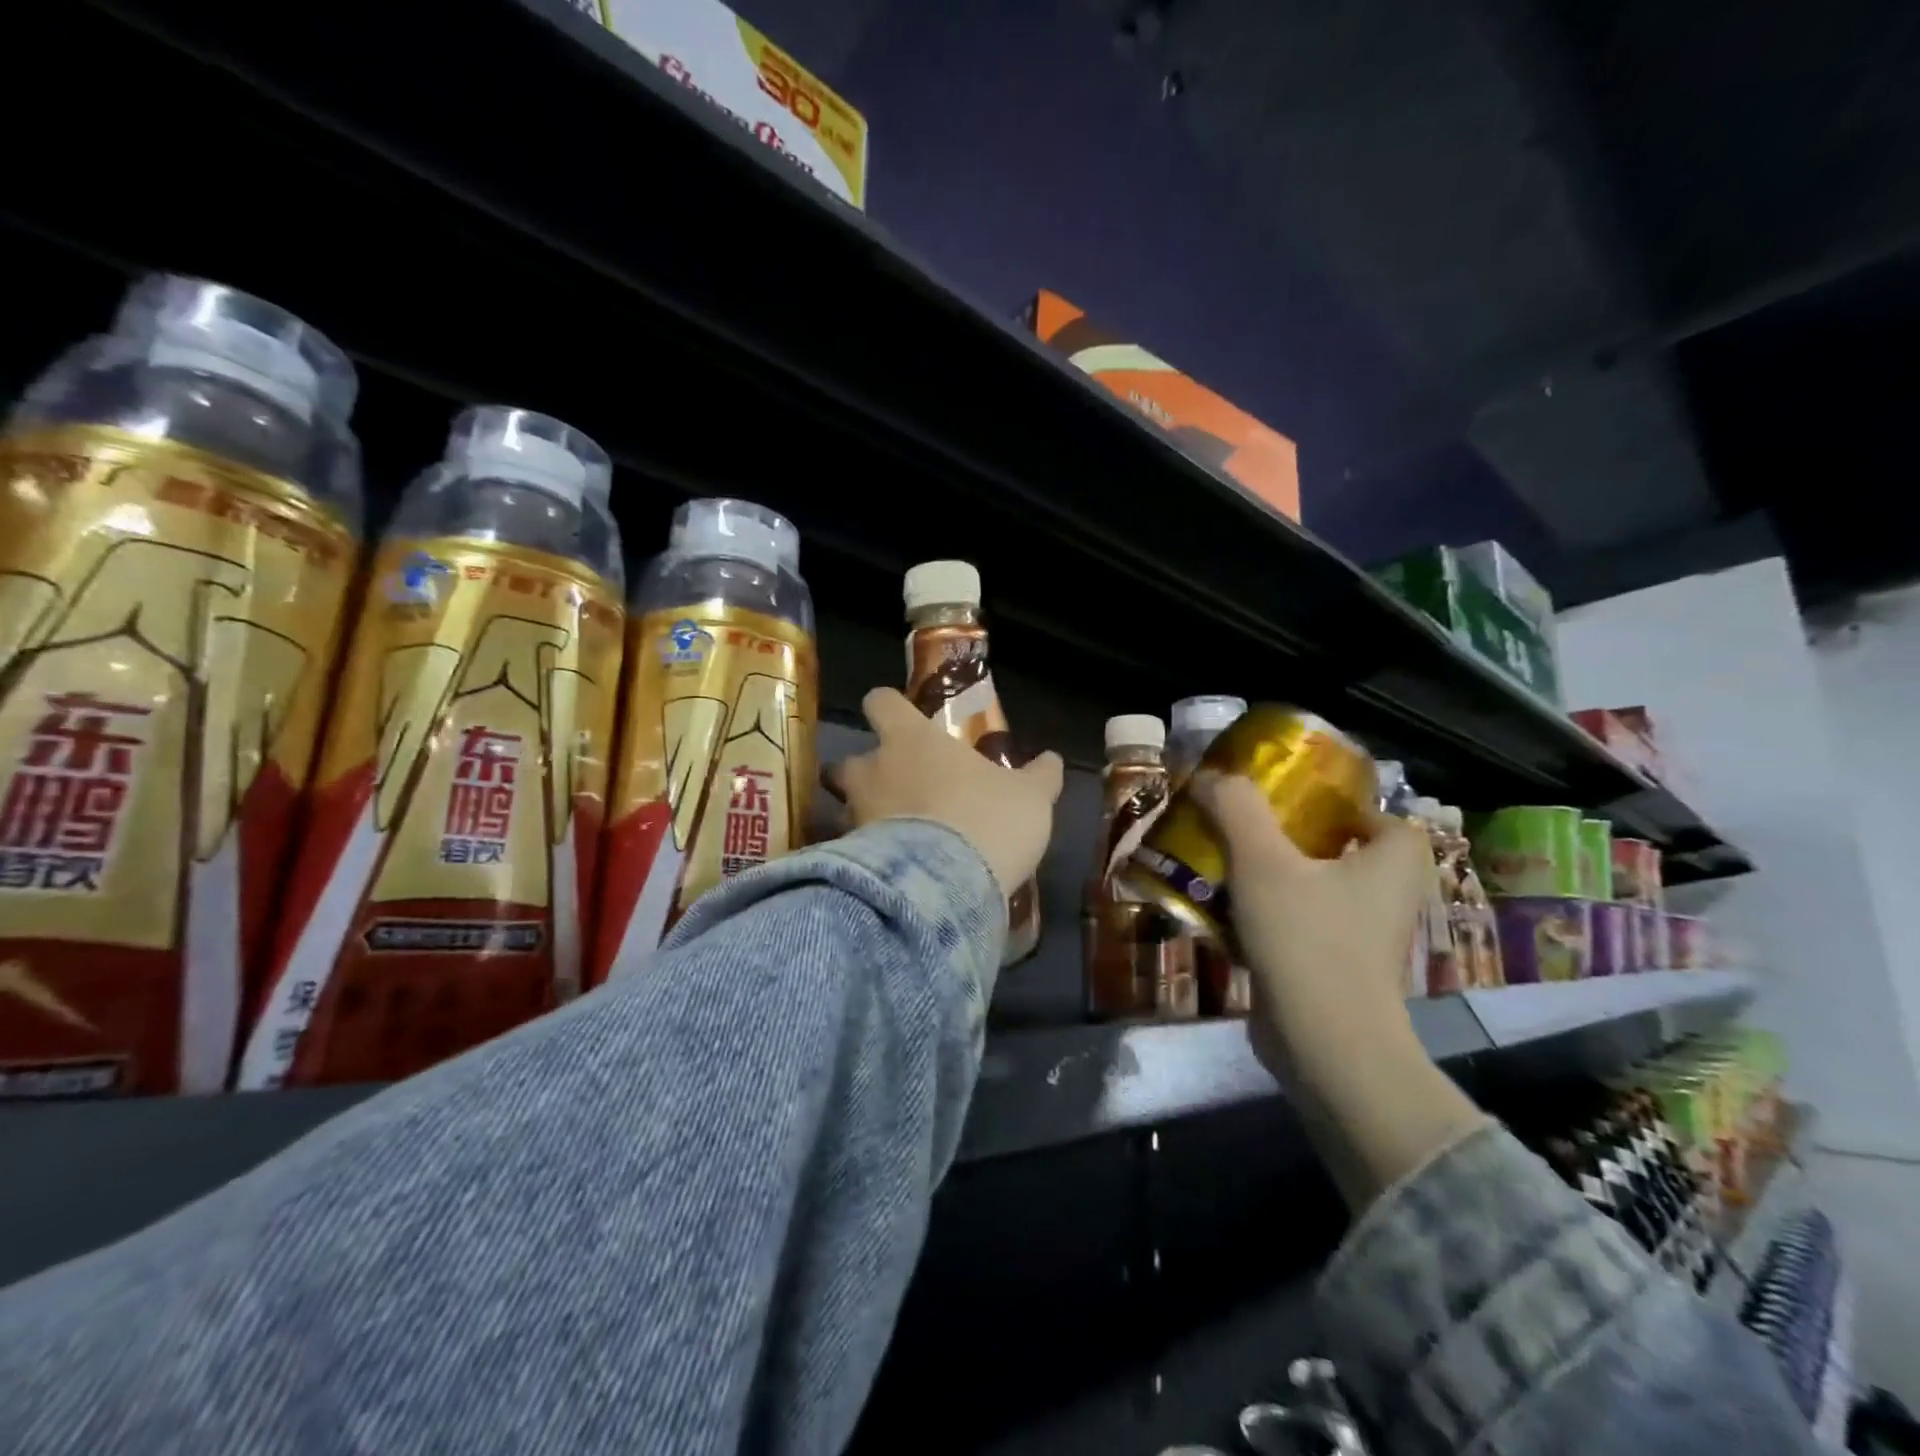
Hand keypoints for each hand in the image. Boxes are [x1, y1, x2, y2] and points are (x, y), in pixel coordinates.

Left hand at [830, 688, 1064, 900]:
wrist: (947, 886)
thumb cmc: (988, 819)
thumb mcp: (1029, 797)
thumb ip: (1040, 775)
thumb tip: (1052, 758)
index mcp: (910, 739)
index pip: (880, 702)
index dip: (887, 706)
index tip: (900, 718)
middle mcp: (872, 770)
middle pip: (846, 761)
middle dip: (863, 773)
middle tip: (894, 788)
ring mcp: (855, 815)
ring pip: (842, 807)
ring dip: (861, 816)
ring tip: (891, 837)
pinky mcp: (849, 859)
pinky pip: (850, 851)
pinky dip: (865, 858)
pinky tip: (891, 874)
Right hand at [1190, 772, 1486, 1207]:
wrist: (1326, 1045)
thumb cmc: (1308, 939)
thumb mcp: (1262, 860)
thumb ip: (1236, 807)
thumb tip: (1210, 776)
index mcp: (1394, 860)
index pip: (1373, 813)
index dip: (1331, 801)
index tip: (1280, 800)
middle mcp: (1389, 896)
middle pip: (1334, 849)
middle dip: (1285, 837)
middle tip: (1239, 826)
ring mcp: (1363, 938)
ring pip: (1312, 889)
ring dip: (1269, 876)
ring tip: (1220, 862)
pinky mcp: (1335, 970)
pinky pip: (1299, 925)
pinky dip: (1266, 915)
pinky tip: (1221, 911)